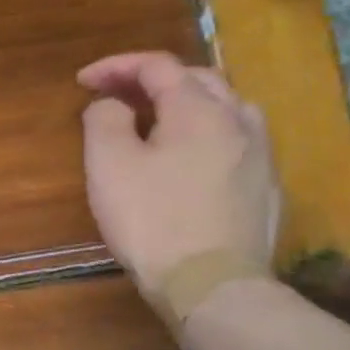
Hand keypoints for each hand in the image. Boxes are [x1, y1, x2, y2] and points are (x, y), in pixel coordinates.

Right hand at [78, 51, 280, 301]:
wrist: (211, 284)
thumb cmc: (151, 219)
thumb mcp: (108, 164)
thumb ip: (104, 119)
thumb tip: (112, 105)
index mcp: (199, 109)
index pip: (158, 66)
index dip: (116, 66)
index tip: (82, 81)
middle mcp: (238, 120)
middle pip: (197, 79)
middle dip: (152, 80)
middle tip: (116, 96)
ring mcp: (261, 155)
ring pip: (224, 107)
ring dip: (186, 103)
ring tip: (156, 120)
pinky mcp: (266, 188)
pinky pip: (235, 140)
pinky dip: (205, 133)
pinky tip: (188, 157)